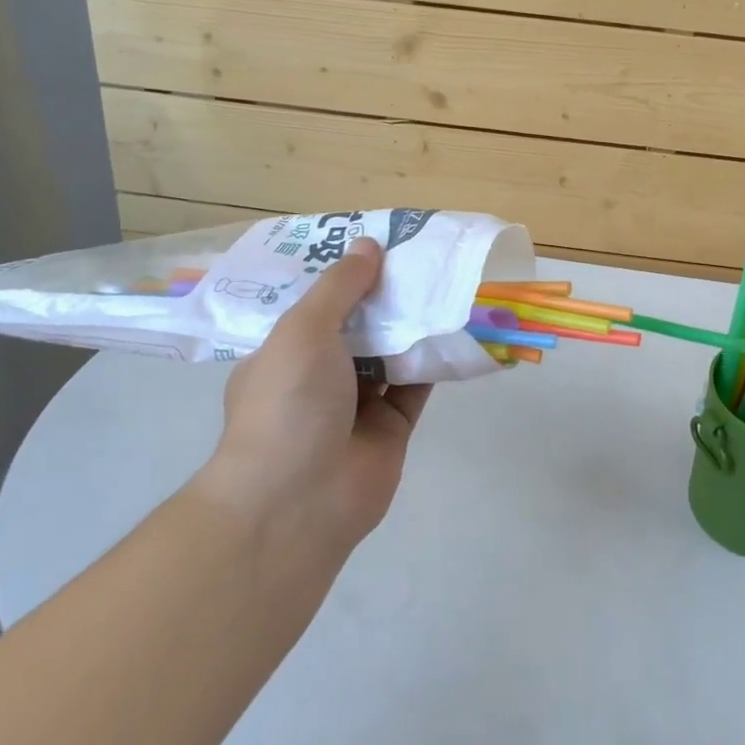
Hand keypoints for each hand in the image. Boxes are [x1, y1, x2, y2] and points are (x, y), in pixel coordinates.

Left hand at [192, 238, 430, 552]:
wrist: (298, 502)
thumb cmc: (287, 404)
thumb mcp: (303, 330)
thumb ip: (340, 287)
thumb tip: (369, 244)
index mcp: (284, 353)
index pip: (316, 304)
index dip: (345, 273)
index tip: (376, 243)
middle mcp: (318, 377)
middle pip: (359, 325)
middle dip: (386, 295)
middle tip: (422, 256)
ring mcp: (356, 404)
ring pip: (391, 353)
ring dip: (414, 324)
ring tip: (447, 280)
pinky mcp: (392, 427)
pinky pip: (418, 384)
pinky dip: (436, 359)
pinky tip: (459, 326)